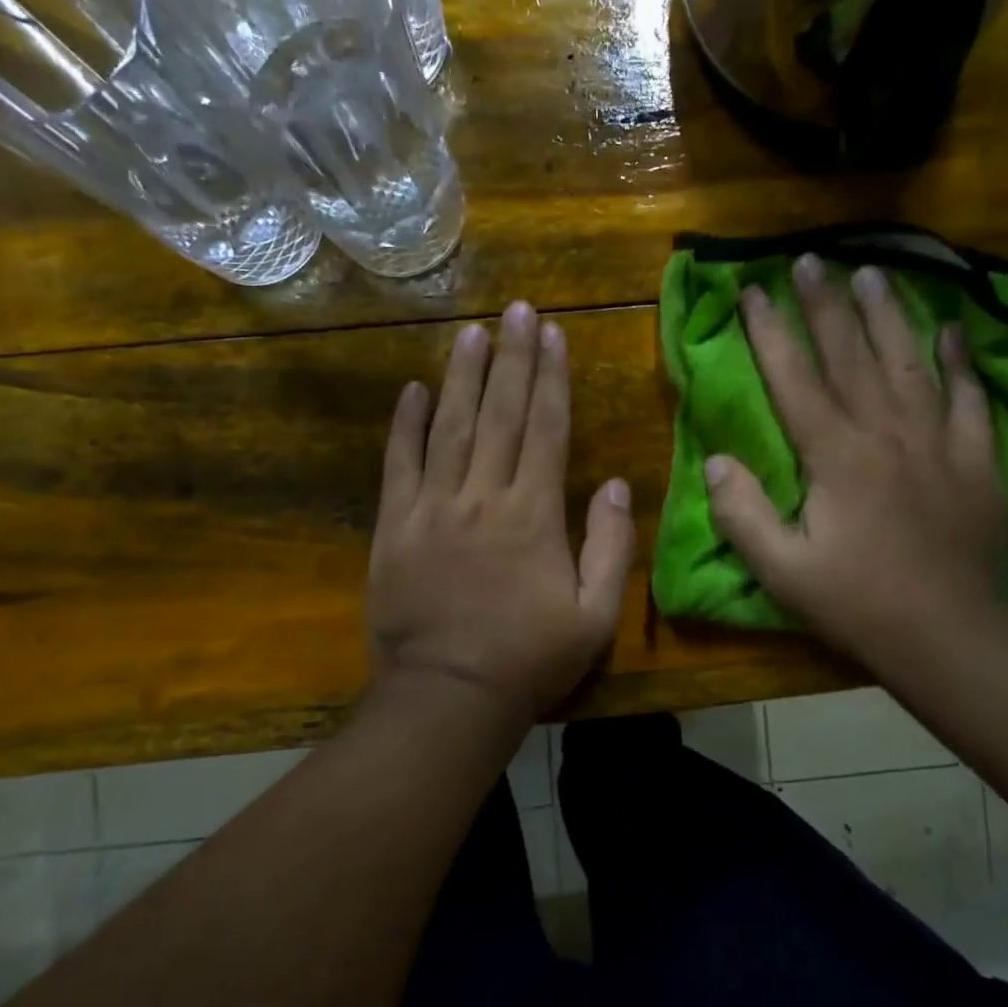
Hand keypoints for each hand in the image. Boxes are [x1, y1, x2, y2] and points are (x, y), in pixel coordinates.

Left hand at [367, 301, 634, 727]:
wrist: (447, 697)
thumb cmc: (529, 659)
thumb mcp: (594, 615)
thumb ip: (609, 546)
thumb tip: (613, 484)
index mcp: (533, 514)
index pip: (546, 428)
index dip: (551, 377)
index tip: (552, 333)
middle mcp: (483, 496)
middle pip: (500, 413)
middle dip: (511, 358)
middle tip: (516, 309)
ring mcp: (433, 507)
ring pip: (449, 426)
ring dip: (461, 375)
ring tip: (471, 332)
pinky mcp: (394, 526)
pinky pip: (399, 465)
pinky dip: (405, 425)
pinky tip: (412, 390)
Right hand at [705, 255, 1007, 671]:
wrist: (952, 635)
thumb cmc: (858, 603)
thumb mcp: (782, 571)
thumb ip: (742, 513)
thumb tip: (716, 460)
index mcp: (835, 456)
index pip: (795, 379)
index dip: (770, 332)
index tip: (752, 290)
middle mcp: (886, 433)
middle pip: (851, 355)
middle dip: (824, 305)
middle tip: (809, 259)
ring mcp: (937, 442)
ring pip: (908, 362)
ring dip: (888, 314)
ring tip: (872, 271)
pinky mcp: (976, 460)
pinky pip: (970, 399)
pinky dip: (961, 362)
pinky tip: (953, 330)